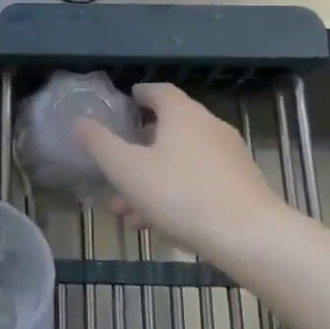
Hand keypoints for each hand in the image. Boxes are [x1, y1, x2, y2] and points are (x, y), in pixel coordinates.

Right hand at [75, 83, 285, 256]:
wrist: (249, 236)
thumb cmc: (181, 194)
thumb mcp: (127, 170)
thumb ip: (100, 144)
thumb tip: (80, 122)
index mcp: (182, 114)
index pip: (158, 91)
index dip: (137, 96)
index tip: (122, 105)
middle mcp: (208, 127)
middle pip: (168, 128)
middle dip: (137, 148)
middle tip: (115, 165)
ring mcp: (228, 156)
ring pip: (179, 160)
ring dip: (150, 178)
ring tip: (125, 209)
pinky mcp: (239, 185)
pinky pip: (197, 181)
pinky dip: (173, 192)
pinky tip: (154, 223)